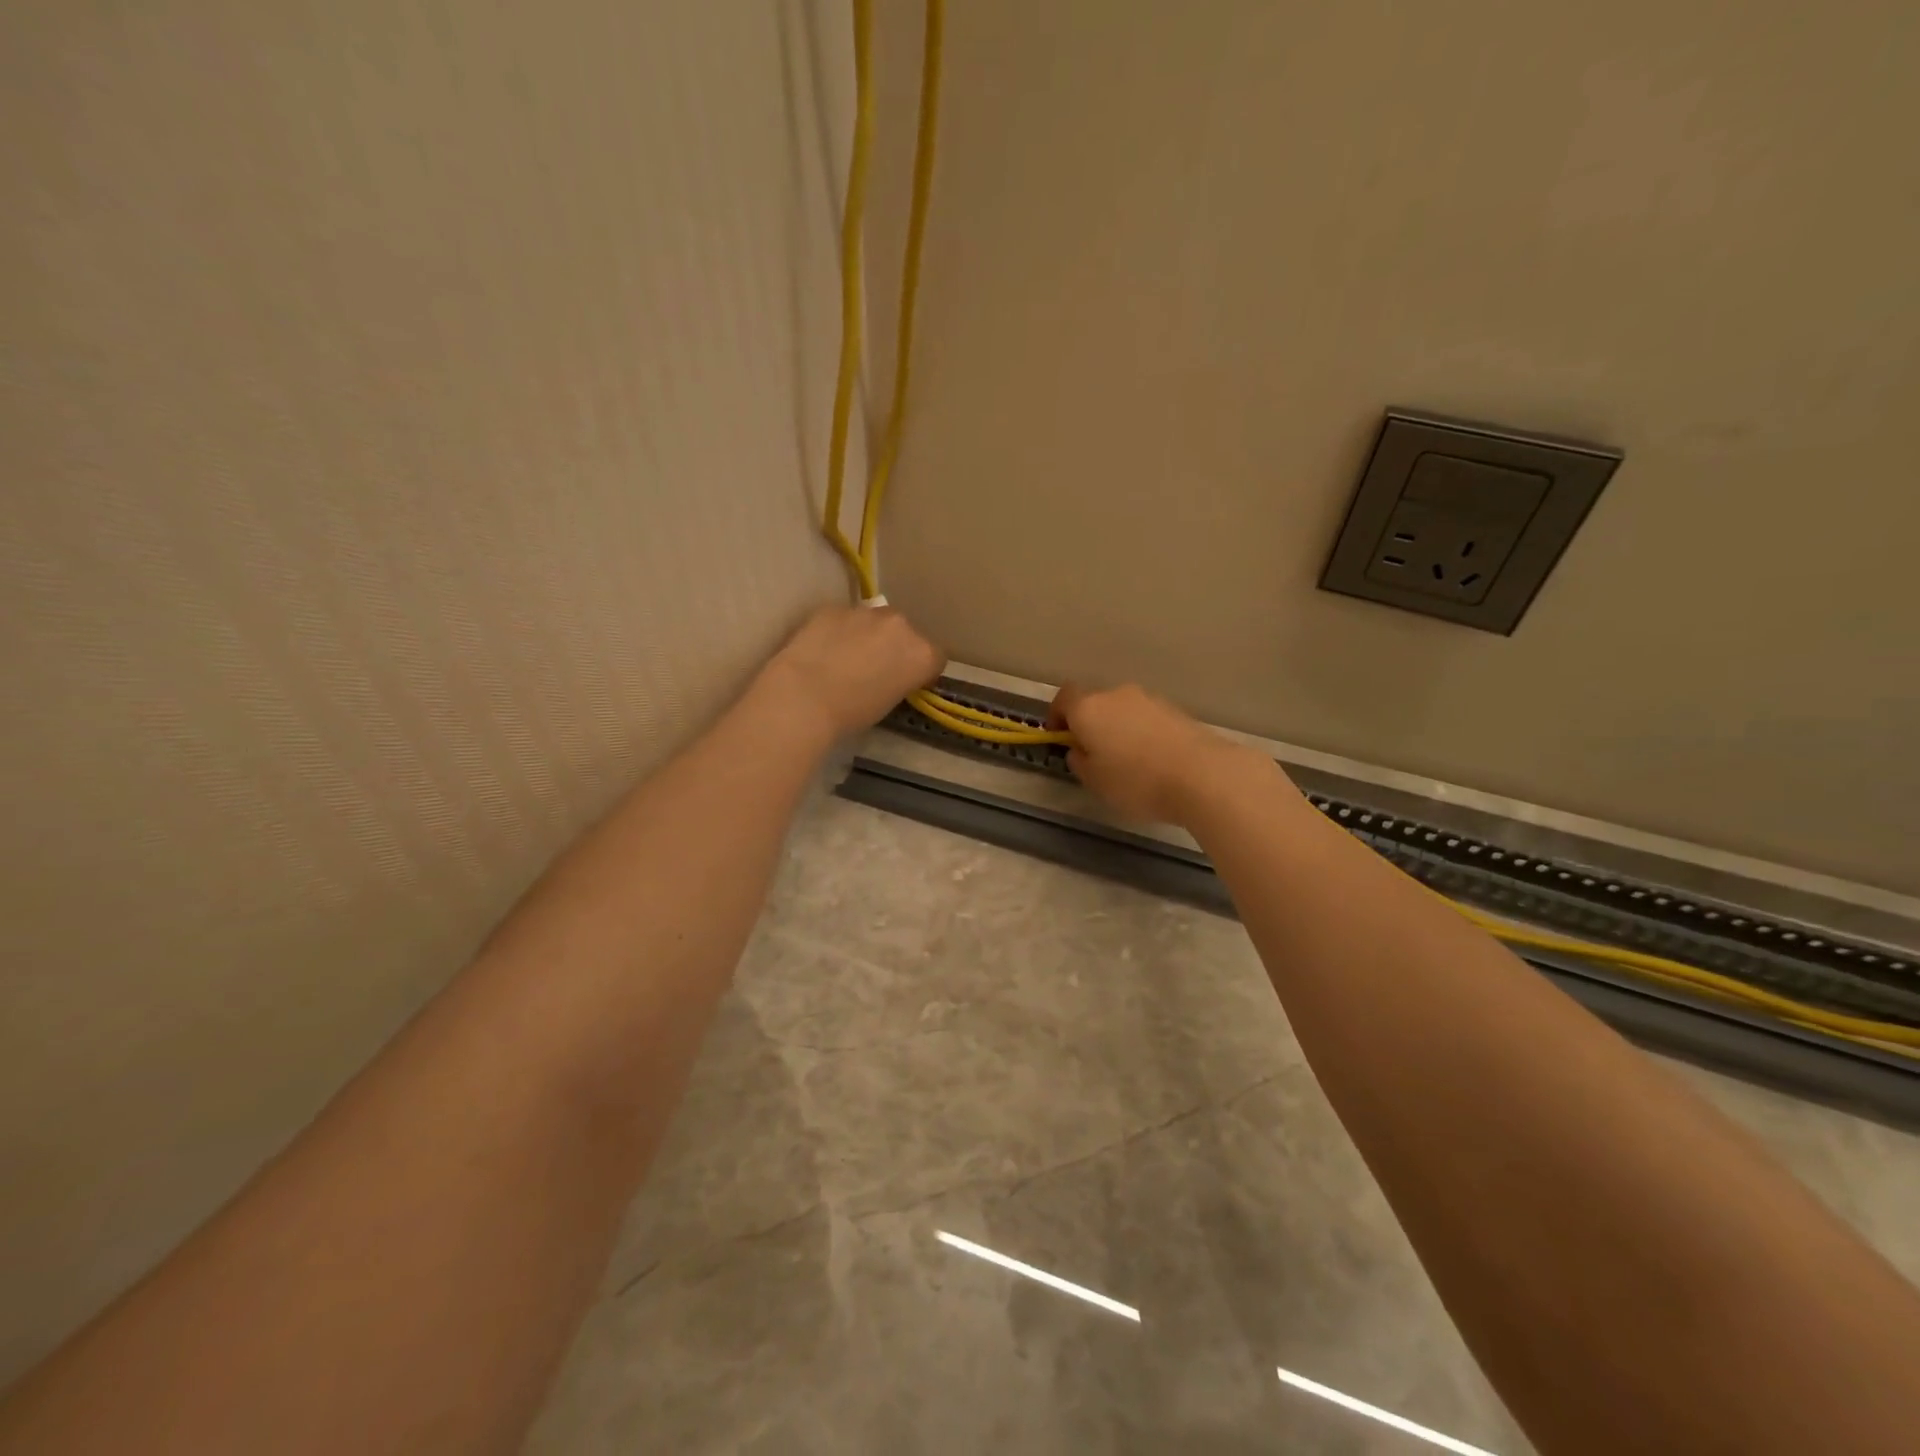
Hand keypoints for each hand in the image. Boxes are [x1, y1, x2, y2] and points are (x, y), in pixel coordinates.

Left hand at [761, 604, 944, 738]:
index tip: (906, 683)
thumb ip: (900, 680)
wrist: (804, 697)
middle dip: (895, 647)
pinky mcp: (834, 607)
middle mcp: (901, 625)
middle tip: (874, 669)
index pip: (935, 658)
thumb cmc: (852, 713)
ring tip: (845, 658)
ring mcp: (866, 612)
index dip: (921, 671)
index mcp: (922, 653)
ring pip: (875, 622)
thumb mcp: (890, 703)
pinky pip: (844, 618)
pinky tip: (822, 650)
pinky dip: (839, 631)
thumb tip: (890, 674)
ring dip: (867, 635)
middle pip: (906, 633)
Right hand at [1048, 682, 1263, 824]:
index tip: (1059, 736)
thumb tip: (1080, 750)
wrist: (1201, 775)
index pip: (1063, 698)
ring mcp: (1150, 700)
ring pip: (1123, 710)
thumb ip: (1079, 761)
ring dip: (1119, 728)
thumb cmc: (1136, 781)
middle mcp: (1117, 695)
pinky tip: (1153, 761)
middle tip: (1094, 754)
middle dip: (1090, 724)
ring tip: (1127, 762)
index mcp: (1089, 708)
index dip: (1057, 715)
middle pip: (1095, 702)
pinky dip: (1143, 733)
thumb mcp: (1094, 781)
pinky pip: (1147, 719)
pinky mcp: (1175, 710)